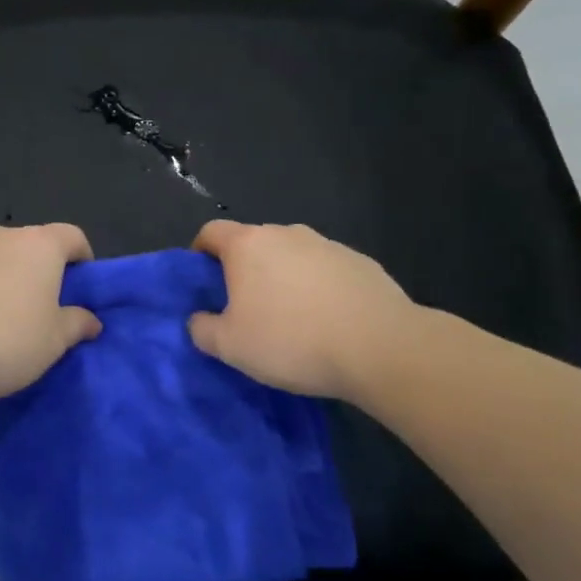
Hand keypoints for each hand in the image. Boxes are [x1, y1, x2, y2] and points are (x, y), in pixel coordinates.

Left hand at [0, 224, 101, 401]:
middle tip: (33, 306)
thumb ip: (76, 324)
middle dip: (32, 269)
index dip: (80, 256)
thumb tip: (92, 320)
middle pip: (25, 245)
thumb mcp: (53, 343)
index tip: (80, 281)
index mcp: (37, 246)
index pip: (70, 236)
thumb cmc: (4, 343)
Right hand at [187, 221, 420, 402]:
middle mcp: (286, 234)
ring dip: (283, 277)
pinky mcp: (361, 262)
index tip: (203, 282)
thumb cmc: (292, 340)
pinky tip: (327, 321)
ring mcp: (327, 245)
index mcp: (248, 245)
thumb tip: (199, 319)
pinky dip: (317, 288)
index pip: (211, 232)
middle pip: (253, 243)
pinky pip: (325, 270)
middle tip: (245, 308)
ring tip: (291, 318)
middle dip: (243, 269)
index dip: (199, 253)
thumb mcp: (229, 346)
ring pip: (291, 256)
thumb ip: (202, 328)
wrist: (381, 348)